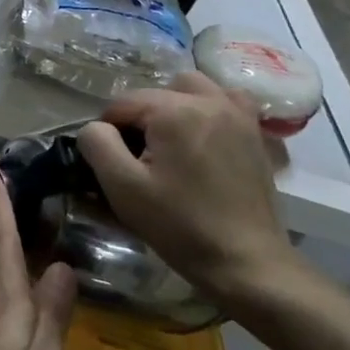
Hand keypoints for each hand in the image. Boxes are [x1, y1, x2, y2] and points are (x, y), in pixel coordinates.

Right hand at [76, 72, 304, 306]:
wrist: (245, 260)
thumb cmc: (178, 225)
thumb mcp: (122, 187)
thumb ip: (97, 144)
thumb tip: (95, 128)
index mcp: (174, 111)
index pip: (122, 103)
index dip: (108, 130)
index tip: (110, 162)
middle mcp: (209, 101)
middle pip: (157, 92)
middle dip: (140, 116)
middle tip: (138, 156)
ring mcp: (238, 115)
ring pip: (193, 88)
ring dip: (174, 105)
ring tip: (169, 141)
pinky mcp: (255, 133)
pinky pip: (228, 100)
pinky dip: (210, 108)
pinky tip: (203, 135)